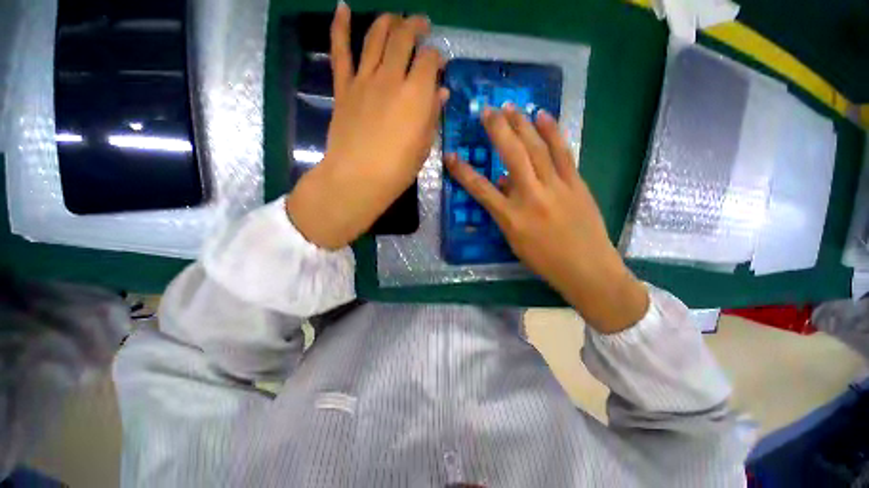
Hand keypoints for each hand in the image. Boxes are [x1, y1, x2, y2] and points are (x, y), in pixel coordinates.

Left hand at [286, 4, 447, 249]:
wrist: (358, 179)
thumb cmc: (397, 169)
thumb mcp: (424, 146)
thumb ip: (432, 115)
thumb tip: (441, 92)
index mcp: (416, 94)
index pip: (429, 59)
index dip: (437, 56)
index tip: (439, 62)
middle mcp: (390, 78)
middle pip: (403, 37)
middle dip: (415, 26)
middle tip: (421, 25)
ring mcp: (364, 80)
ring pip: (375, 36)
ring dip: (387, 21)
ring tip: (395, 18)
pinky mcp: (344, 88)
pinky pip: (340, 51)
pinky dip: (340, 26)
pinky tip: (342, 7)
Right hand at [444, 106, 648, 333]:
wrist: (587, 268)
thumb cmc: (545, 261)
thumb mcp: (515, 241)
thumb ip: (505, 211)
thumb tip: (503, 183)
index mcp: (512, 218)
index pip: (481, 189)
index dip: (463, 172)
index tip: (451, 156)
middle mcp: (532, 197)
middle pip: (512, 157)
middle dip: (497, 130)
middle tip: (487, 110)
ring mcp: (556, 187)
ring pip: (537, 149)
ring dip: (522, 124)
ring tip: (511, 107)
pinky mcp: (576, 183)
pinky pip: (563, 153)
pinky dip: (552, 132)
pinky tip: (543, 115)